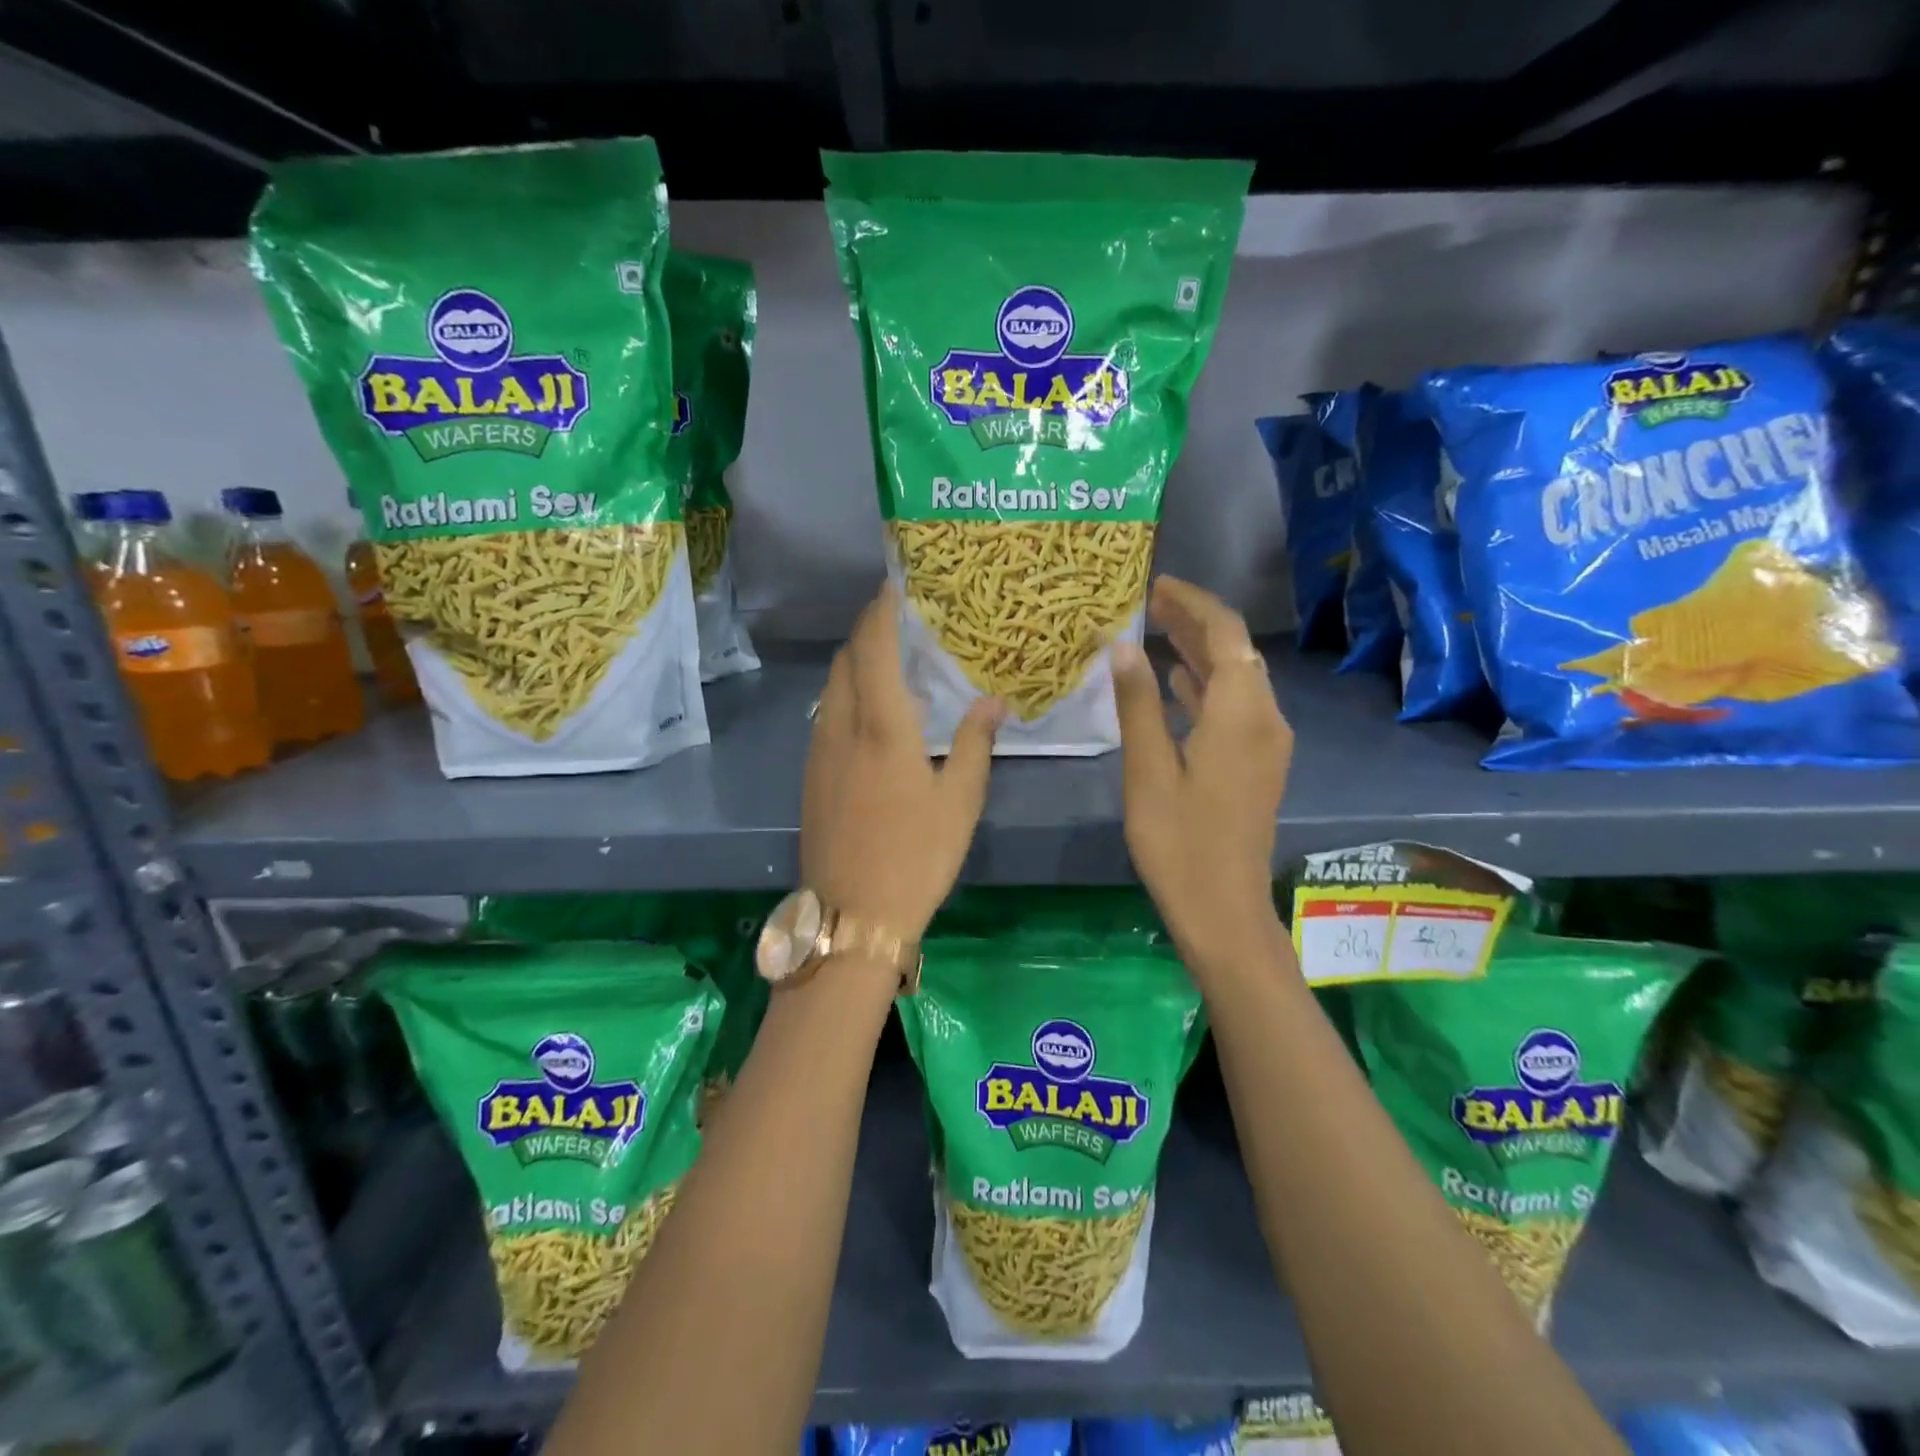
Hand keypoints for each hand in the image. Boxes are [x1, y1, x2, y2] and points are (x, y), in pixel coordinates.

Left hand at [801, 584, 1004, 942]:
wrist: (852, 916)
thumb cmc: (916, 857)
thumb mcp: (960, 802)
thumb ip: (975, 744)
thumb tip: (993, 701)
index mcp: (882, 727)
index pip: (874, 648)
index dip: (882, 611)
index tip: (895, 585)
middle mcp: (841, 728)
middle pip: (845, 660)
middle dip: (867, 631)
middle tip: (898, 619)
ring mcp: (818, 752)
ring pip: (831, 688)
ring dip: (854, 663)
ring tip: (887, 661)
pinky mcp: (809, 776)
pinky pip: (825, 716)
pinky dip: (845, 696)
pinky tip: (869, 715)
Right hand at [1111, 577, 1292, 975]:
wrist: (1224, 909)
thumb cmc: (1179, 843)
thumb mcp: (1148, 771)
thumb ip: (1138, 704)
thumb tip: (1123, 647)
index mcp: (1241, 714)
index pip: (1225, 634)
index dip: (1193, 603)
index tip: (1155, 586)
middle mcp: (1264, 718)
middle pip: (1235, 651)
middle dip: (1194, 622)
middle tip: (1148, 603)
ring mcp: (1265, 743)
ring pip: (1236, 678)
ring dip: (1199, 651)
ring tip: (1154, 629)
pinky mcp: (1257, 763)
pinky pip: (1235, 706)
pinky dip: (1205, 685)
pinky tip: (1174, 679)